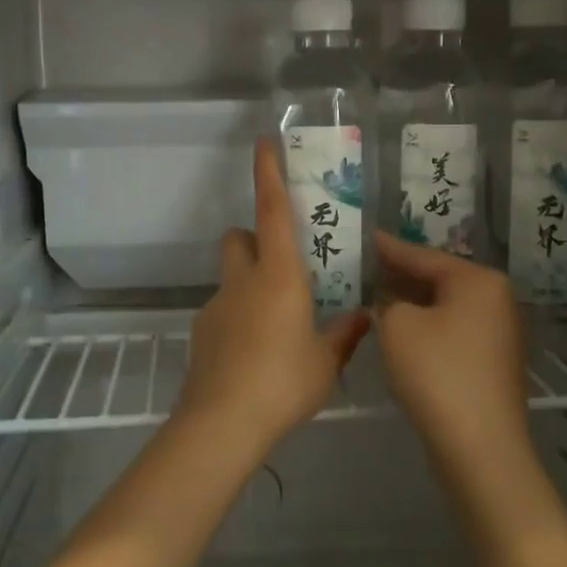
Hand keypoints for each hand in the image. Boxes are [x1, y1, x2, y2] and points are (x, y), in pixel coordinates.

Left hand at [179, 143, 371, 446]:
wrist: (222, 422)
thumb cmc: (283, 382)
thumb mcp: (326, 361)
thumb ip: (344, 335)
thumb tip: (364, 318)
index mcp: (279, 275)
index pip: (272, 211)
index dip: (268, 174)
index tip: (263, 143)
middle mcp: (243, 281)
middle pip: (238, 237)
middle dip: (254, 238)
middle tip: (281, 266)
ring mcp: (217, 305)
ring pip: (230, 276)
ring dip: (249, 282)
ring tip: (275, 324)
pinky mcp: (202, 332)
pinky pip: (223, 310)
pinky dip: (238, 317)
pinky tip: (253, 355)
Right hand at [372, 232, 535, 499]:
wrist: (479, 448)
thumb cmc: (437, 374)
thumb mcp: (396, 326)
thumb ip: (387, 300)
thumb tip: (389, 299)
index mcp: (478, 280)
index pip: (422, 254)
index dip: (388, 247)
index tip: (363, 237)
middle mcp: (495, 299)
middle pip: (437, 278)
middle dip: (399, 275)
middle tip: (361, 266)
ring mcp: (497, 332)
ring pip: (443, 306)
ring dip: (409, 303)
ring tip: (371, 295)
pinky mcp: (490, 361)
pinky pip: (450, 330)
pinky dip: (424, 326)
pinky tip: (397, 330)